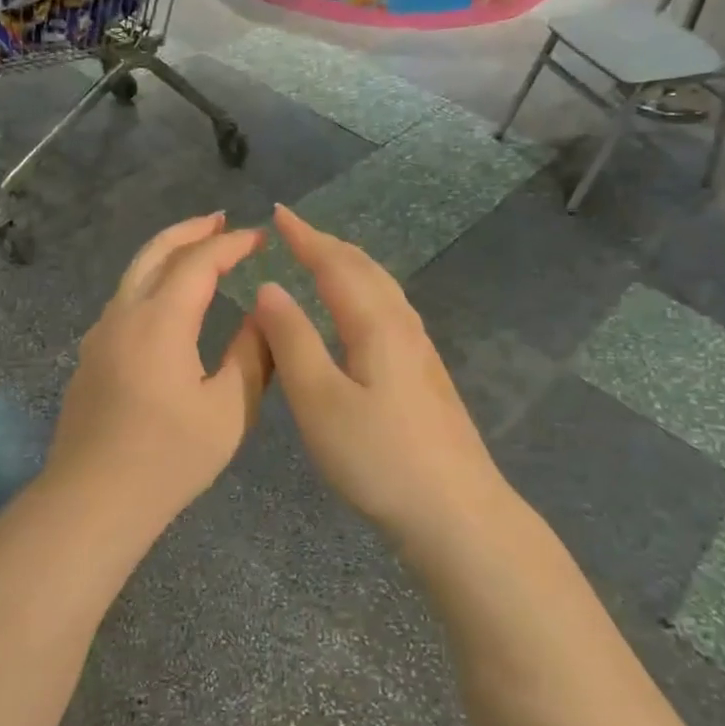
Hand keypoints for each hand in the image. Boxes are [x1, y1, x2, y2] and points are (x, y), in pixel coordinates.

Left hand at [46, 213, 272, 521]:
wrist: (92, 501)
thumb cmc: (168, 458)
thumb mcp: (228, 410)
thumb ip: (251, 355)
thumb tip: (262, 315)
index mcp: (160, 321)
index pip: (199, 262)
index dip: (232, 244)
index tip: (260, 237)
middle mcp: (124, 314)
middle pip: (155, 252)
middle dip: (190, 230)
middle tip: (221, 220)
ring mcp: (101, 334)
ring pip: (134, 274)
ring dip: (167, 254)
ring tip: (198, 250)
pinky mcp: (91, 355)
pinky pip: (125, 299)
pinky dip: (152, 281)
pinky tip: (169, 301)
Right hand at [251, 205, 501, 535]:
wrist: (456, 512)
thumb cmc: (379, 457)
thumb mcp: (319, 401)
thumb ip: (292, 341)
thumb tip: (268, 288)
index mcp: (375, 324)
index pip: (335, 264)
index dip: (305, 237)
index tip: (279, 213)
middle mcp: (402, 325)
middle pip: (364, 269)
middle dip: (327, 244)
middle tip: (295, 231)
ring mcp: (421, 350)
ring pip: (382, 288)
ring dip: (348, 265)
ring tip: (322, 260)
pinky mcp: (426, 374)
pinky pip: (389, 309)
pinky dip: (363, 291)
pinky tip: (359, 313)